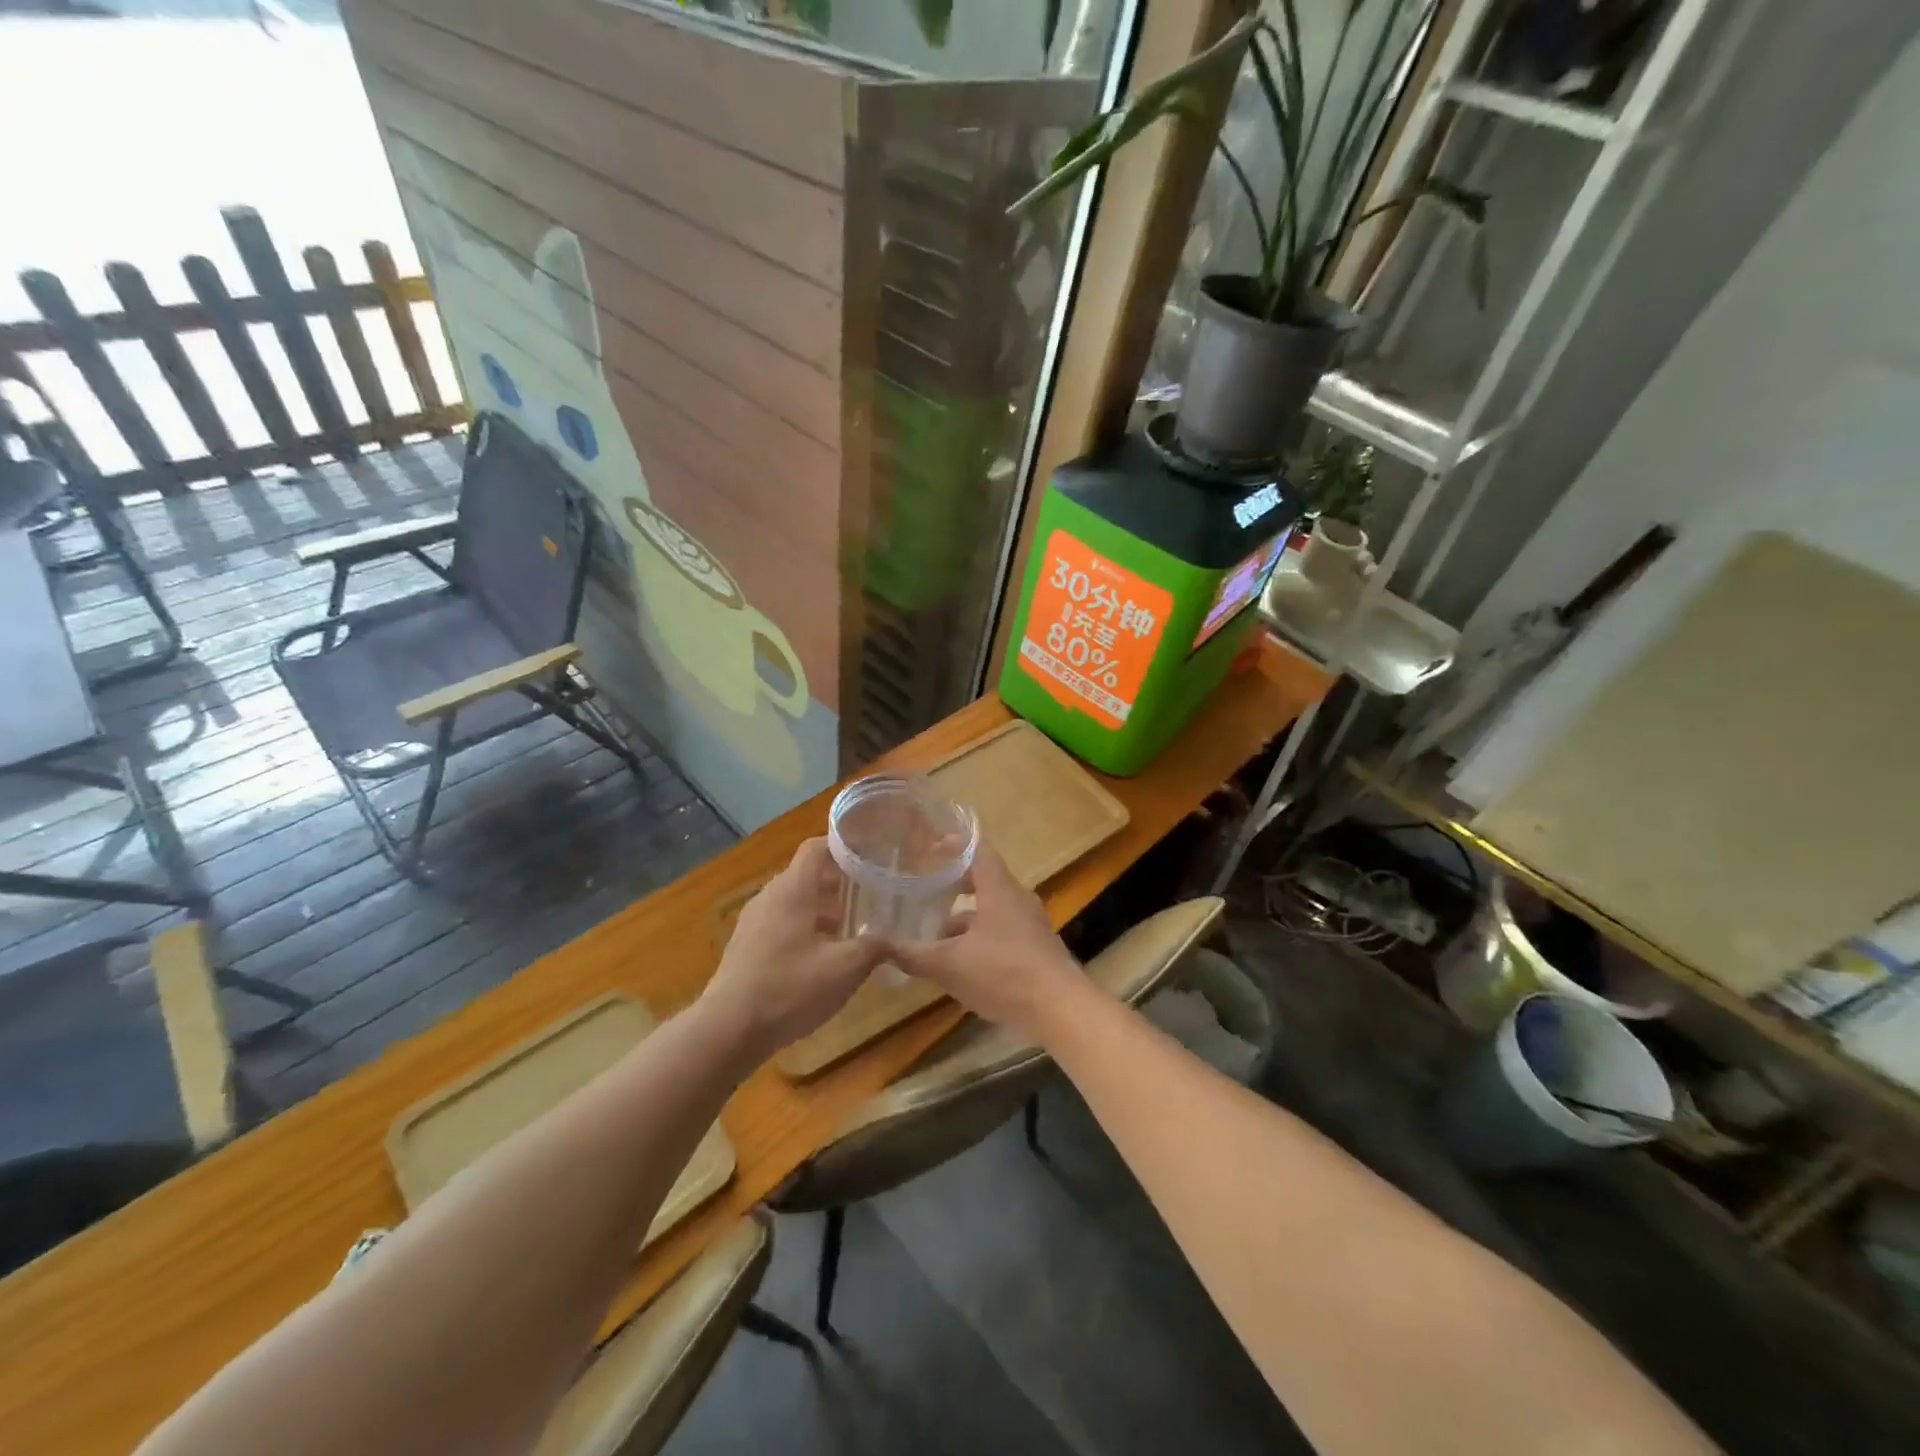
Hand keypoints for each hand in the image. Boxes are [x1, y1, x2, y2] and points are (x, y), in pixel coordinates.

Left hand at [699, 838, 887, 1062]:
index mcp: (792, 890)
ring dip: (823, 908)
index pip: (816, 848)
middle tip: (871, 891)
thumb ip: (874, 948)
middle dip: (839, 881)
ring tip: (853, 926)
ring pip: (795, 901)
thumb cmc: (789, 988)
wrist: (727, 1030)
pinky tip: (824, 956)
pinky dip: (805, 927)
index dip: (843, 845)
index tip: (871, 852)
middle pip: (807, 874)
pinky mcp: (746, 947)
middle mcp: (770, 897)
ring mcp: (754, 922)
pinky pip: (781, 923)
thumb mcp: (844, 969)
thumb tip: (895, 941)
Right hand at [885, 844, 1085, 1041]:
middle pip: (984, 878)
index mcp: (999, 889)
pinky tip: (960, 959)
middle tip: (925, 886)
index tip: (929, 846)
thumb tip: (877, 946)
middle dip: (954, 882)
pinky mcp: (1035, 947)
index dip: (953, 844)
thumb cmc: (1004, 973)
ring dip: (964, 914)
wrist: (1060, 1009)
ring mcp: (1030, 923)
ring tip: (934, 929)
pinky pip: (1002, 929)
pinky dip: (979, 934)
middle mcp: (1017, 898)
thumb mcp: (950, 965)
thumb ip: (913, 954)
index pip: (977, 850)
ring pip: (992, 907)